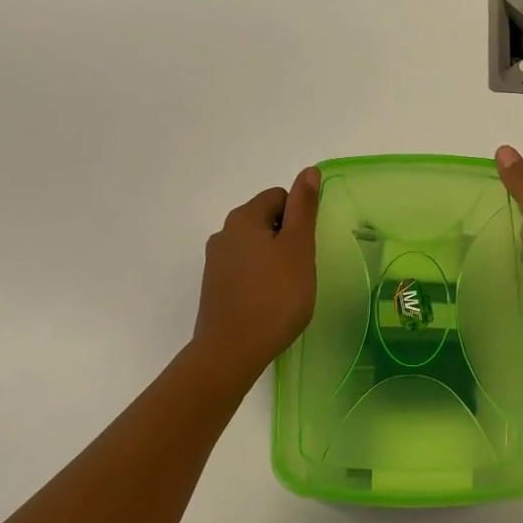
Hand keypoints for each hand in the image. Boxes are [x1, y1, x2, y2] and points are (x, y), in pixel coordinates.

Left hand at [191, 169, 320, 374]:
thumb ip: (304, 208)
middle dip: (286, 238)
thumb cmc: (275, 297)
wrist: (232, 350)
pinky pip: (244, 269)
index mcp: (243, 218)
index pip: (279, 197)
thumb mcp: (298, 248)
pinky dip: (260, 278)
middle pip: (266, 220)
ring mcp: (215, 261)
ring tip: (286, 289)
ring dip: (274, 259)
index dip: (299, 218)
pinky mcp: (214, 286)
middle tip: (300, 270)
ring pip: (255, 246)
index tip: (306, 248)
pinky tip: (269, 302)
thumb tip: (308, 171)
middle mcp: (224, 233)